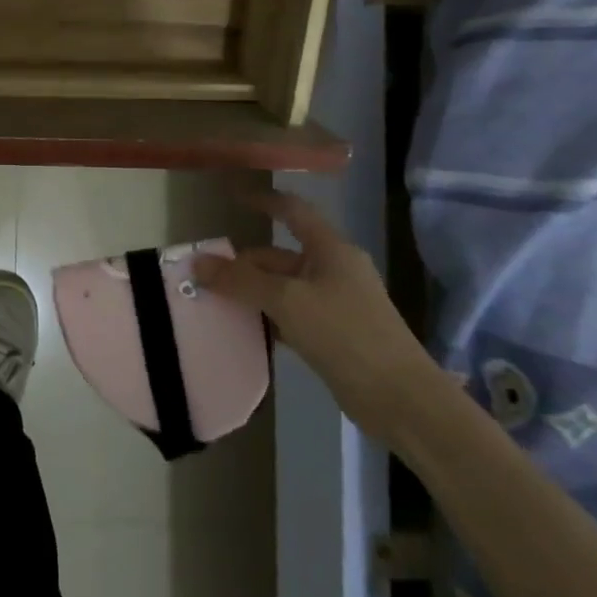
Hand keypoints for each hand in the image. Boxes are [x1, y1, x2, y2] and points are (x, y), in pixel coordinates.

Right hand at [193, 190, 439, 442]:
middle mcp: (333, 270)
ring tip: (213, 302)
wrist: (399, 398)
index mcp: (330, 250)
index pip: (293, 211)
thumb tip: (197, 262)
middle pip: (279, 255)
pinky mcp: (333, 334)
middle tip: (203, 276)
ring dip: (251, 292)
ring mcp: (335, 303)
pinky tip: (243, 330)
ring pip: (282, 287)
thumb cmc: (344, 333)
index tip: (232, 198)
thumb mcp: (286, 301)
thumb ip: (240, 280)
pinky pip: (290, 314)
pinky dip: (267, 317)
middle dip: (243, 263)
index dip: (263, 201)